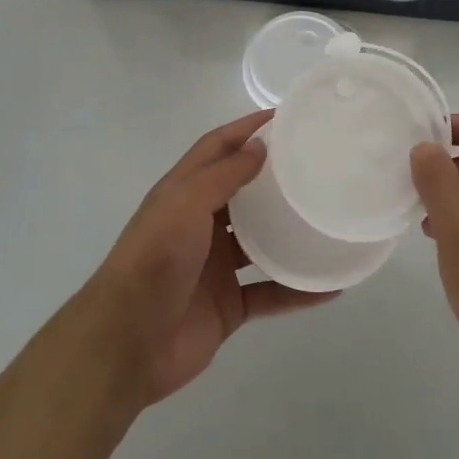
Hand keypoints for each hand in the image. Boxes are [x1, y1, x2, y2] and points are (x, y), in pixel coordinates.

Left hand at [87, 109, 335, 405]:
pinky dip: (298, 291)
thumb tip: (260, 147)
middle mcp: (198, 226)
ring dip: (289, 234)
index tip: (283, 117)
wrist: (129, 341)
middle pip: (242, 194)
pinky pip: (270, 293)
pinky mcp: (228, 305)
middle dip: (273, 179)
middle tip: (316, 166)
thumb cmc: (155, 259)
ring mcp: (214, 268)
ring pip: (260, 244)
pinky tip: (330, 285)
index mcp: (182, 194)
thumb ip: (223, 175)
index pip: (216, 148)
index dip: (245, 129)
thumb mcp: (185, 203)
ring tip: (328, 220)